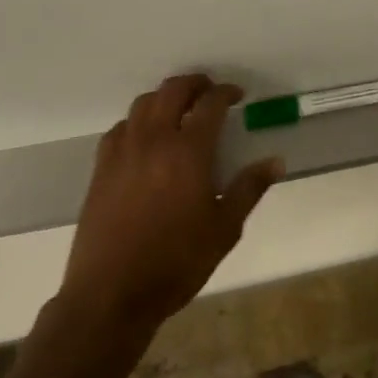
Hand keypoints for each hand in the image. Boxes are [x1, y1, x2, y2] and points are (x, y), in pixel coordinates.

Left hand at [59, 73, 282, 332]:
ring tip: (178, 109)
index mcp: (188, 152)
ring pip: (144, 103)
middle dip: (195, 83)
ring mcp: (124, 150)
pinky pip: (120, 127)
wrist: (111, 294)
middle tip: (209, 91)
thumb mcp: (224, 230)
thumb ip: (249, 189)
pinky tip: (144, 138)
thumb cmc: (175, 263)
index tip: (237, 95)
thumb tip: (276, 161)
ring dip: (165, 97)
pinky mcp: (101, 167)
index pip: (210, 104)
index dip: (226, 92)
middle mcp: (155, 140)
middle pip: (173, 90)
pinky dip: (137, 121)